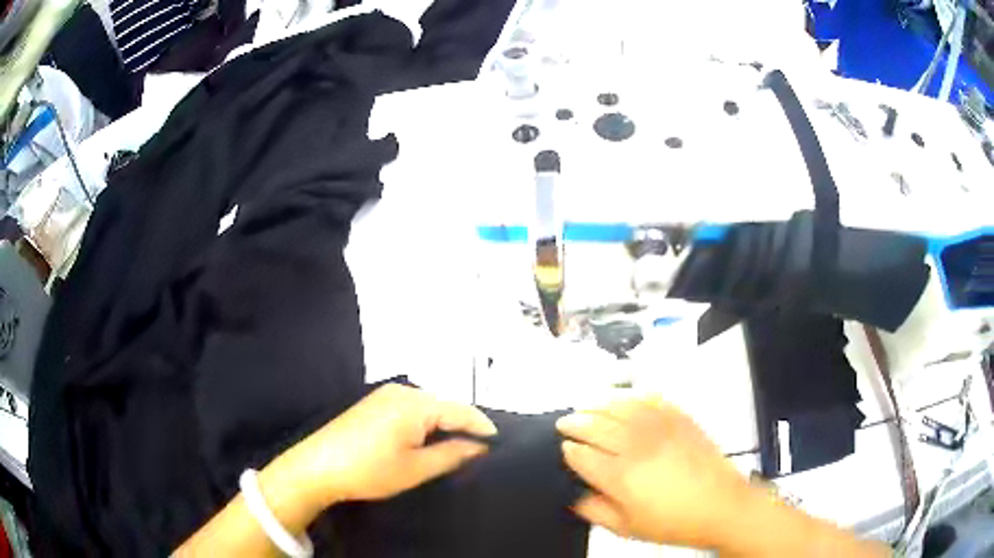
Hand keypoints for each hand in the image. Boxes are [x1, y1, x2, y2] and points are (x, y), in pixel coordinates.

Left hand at [278, 384, 496, 506]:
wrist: (317, 467)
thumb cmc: (369, 470)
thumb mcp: (415, 468)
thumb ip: (452, 454)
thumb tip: (479, 446)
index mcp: (415, 403)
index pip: (461, 410)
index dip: (483, 427)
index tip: (500, 444)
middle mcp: (402, 391)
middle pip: (445, 406)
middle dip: (462, 426)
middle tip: (479, 451)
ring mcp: (386, 394)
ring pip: (428, 407)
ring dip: (443, 425)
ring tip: (457, 448)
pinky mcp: (375, 403)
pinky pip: (411, 408)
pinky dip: (425, 423)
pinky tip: (427, 440)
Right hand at [556, 397, 752, 549]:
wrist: (720, 505)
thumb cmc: (673, 522)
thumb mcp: (627, 529)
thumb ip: (595, 511)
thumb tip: (575, 495)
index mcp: (620, 476)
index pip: (582, 454)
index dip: (569, 450)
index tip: (565, 449)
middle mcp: (636, 445)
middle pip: (595, 424)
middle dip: (575, 421)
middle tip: (565, 422)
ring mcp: (659, 427)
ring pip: (619, 405)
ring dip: (597, 403)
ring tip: (587, 405)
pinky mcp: (679, 417)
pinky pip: (650, 398)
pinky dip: (632, 395)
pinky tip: (624, 398)